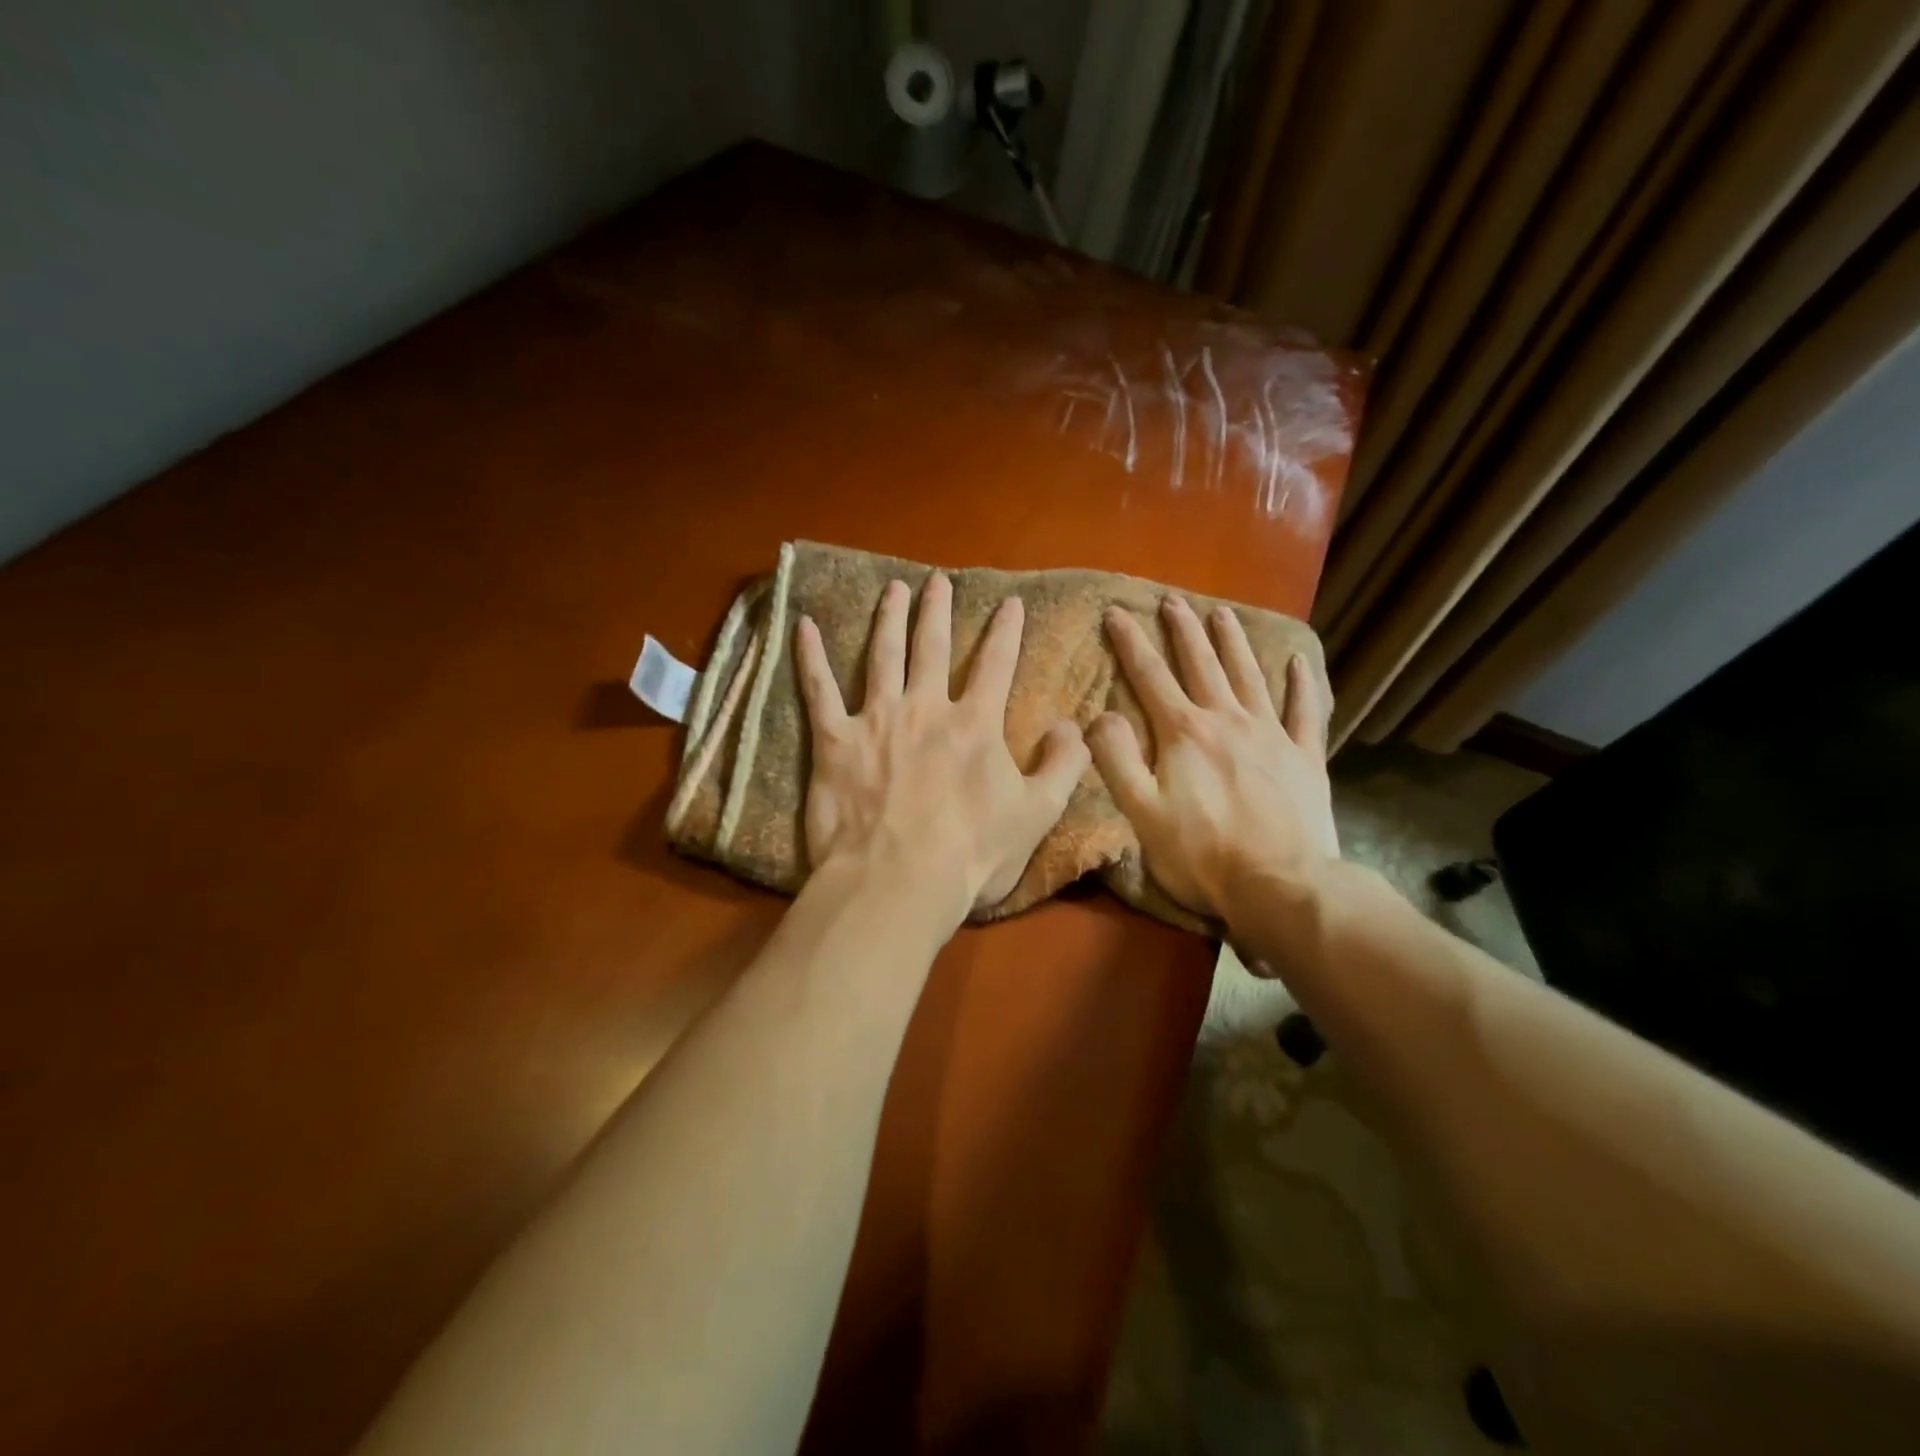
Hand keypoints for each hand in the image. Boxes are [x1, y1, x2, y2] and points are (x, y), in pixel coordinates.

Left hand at [794, 573, 1090, 924]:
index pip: (996, 665)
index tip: (1010, 602)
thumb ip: (1062, 765)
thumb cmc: (972, 854)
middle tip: (937, 581)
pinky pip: (819, 690)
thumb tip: (1076, 726)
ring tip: (893, 589)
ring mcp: (876, 719)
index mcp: (974, 724)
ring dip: (888, 618)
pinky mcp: (834, 740)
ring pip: (882, 655)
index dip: (1006, 631)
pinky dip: (810, 657)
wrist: (898, 881)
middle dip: (938, 611)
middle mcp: (925, 708)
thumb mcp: (1037, 814)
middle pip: (932, 647)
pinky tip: (804, 626)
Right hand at [1089, 595, 1338, 925]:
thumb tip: (1101, 715)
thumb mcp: (1141, 812)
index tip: (1116, 612)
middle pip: (1202, 665)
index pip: (1150, 677)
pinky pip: (1304, 711)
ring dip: (1233, 643)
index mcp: (1185, 734)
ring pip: (1249, 676)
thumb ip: (1117, 759)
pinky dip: (1301, 684)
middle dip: (1184, 631)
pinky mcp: (1305, 758)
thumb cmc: (1202, 854)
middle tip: (1173, 601)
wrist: (1282, 886)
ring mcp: (1272, 736)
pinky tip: (1297, 662)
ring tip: (1222, 614)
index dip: (1131, 642)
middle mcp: (1228, 721)